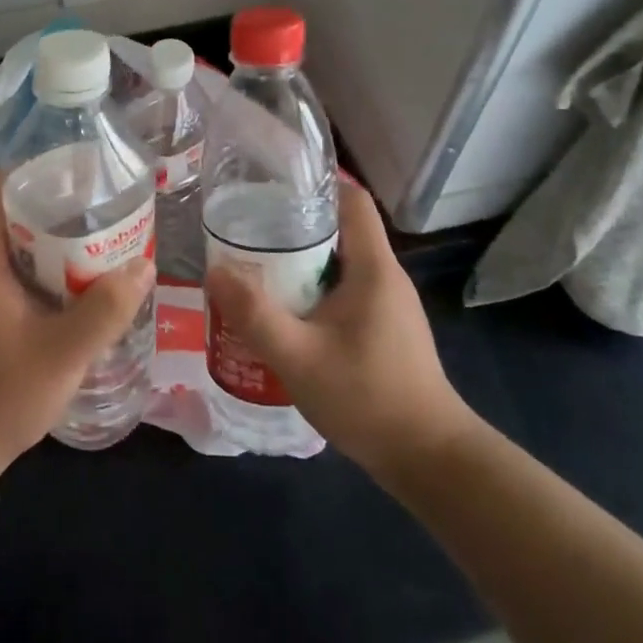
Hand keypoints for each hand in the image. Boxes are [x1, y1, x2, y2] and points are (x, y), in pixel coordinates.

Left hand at [0, 172, 154, 485]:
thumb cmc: (0, 395)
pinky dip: (31, 269)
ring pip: (2, 245)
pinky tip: (65, 288)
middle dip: (48, 209)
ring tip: (88, 245)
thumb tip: (143, 266)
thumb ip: (105, 310)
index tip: (73, 180)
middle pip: (1, 214)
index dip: (30, 174)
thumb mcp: (63, 355)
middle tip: (95, 214)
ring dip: (42, 242)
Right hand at [204, 181, 477, 476]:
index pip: (351, 200)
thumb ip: (254, 314)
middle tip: (245, 228)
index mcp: (373, 267)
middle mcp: (384, 276)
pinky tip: (280, 310)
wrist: (427, 459)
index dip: (314, 183)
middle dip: (291, 224)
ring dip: (298, 261)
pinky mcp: (381, 329)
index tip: (270, 184)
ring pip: (337, 263)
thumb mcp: (299, 356)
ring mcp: (386, 305)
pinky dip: (310, 290)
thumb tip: (214, 271)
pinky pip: (342, 292)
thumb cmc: (367, 397)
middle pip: (338, 229)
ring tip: (253, 265)